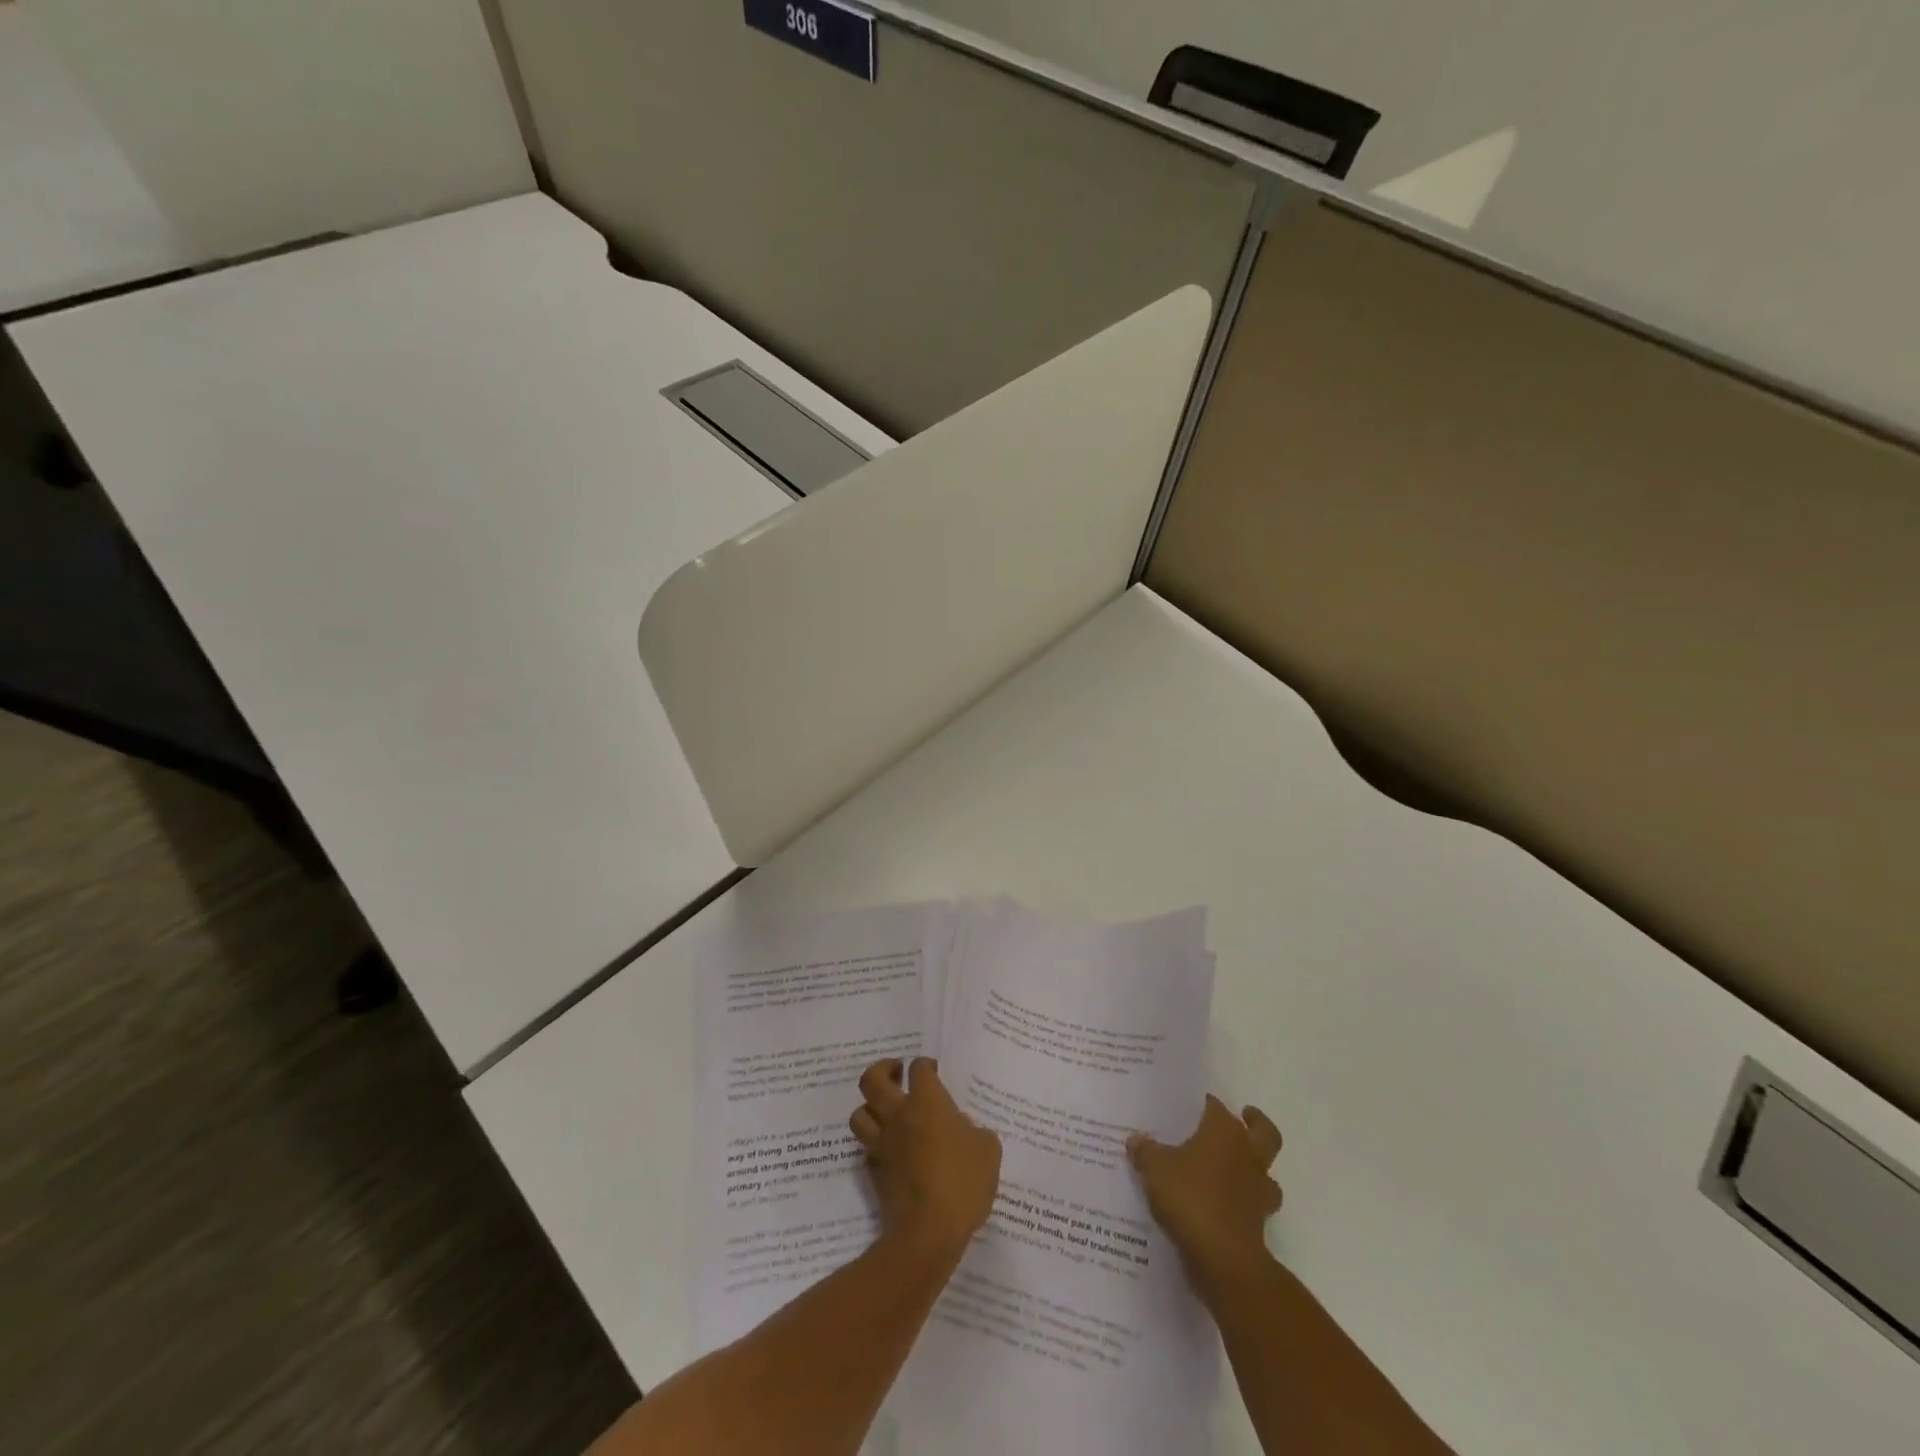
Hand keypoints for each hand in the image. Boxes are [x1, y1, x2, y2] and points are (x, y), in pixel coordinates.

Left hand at [851, 1057, 1002, 1263]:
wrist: (928, 1232)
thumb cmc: (962, 1183)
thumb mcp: (988, 1151)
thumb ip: (976, 1132)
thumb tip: (963, 1129)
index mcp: (927, 1102)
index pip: (919, 1068)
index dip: (926, 1066)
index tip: (935, 1073)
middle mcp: (898, 1115)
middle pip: (872, 1079)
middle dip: (883, 1070)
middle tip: (897, 1074)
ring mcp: (882, 1144)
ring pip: (859, 1113)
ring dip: (870, 1107)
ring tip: (886, 1110)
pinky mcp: (874, 1171)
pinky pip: (865, 1147)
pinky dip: (874, 1142)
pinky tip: (890, 1149)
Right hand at [1128, 1096, 1283, 1295]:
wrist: (1224, 1259)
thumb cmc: (1191, 1198)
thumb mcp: (1155, 1169)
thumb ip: (1146, 1151)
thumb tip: (1136, 1140)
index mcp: (1225, 1132)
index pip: (1217, 1107)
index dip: (1206, 1104)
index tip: (1193, 1105)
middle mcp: (1248, 1156)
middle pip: (1264, 1132)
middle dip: (1256, 1123)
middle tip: (1243, 1118)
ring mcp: (1258, 1192)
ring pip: (1265, 1172)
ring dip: (1254, 1169)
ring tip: (1232, 1169)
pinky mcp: (1258, 1224)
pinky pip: (1253, 1206)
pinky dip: (1242, 1204)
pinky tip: (1221, 1207)